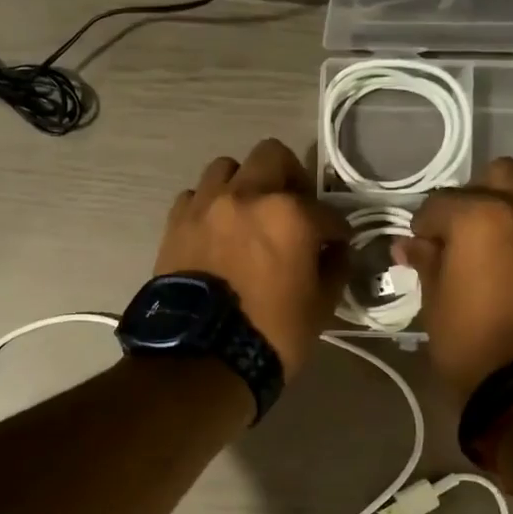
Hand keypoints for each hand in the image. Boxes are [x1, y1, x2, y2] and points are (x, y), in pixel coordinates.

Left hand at [153, 139, 350, 377]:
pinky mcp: (176, 222)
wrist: (201, 357)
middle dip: (291, 178)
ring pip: (227, 168)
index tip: (336, 245)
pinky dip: (210, 207)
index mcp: (290, 214)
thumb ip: (334, 268)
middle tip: (294, 209)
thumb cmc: (270, 334)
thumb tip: (335, 251)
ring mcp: (207, 205)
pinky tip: (217, 231)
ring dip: (244, 185)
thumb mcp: (320, 307)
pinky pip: (196, 196)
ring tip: (249, 215)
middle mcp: (247, 196)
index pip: (326, 211)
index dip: (336, 231)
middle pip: (273, 156)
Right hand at [393, 158, 512, 401]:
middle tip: (458, 236)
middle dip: (473, 198)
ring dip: (505, 212)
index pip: (440, 203)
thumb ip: (426, 261)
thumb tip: (408, 244)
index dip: (423, 225)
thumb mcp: (435, 301)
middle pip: (497, 176)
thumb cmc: (470, 343)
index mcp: (480, 216)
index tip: (418, 247)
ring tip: (489, 252)